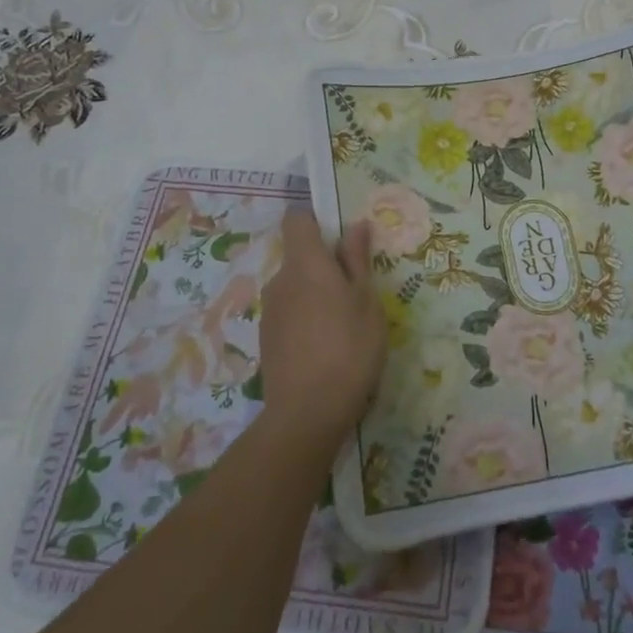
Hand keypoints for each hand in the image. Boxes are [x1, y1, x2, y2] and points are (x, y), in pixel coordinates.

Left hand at [257, 212, 385, 448]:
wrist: (308, 412)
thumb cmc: (349, 347)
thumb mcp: (366, 300)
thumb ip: (357, 259)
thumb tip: (355, 224)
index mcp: (305, 263)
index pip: (297, 219)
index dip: (317, 220)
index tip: (342, 238)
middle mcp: (280, 280)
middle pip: (299, 256)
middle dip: (325, 265)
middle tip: (357, 290)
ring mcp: (269, 311)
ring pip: (295, 287)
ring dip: (316, 294)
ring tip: (345, 324)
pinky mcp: (266, 339)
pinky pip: (289, 313)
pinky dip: (306, 319)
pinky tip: (326, 347)